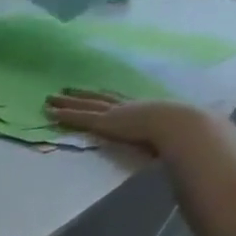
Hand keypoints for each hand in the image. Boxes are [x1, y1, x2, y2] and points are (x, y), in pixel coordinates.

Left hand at [46, 90, 201, 152]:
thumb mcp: (174, 132)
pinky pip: (79, 117)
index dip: (106, 97)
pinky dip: (64, 115)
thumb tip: (171, 144)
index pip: (121, 101)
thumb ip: (167, 137)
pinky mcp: (104, 122)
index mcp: (146, 109)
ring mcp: (114, 113)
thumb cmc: (185, 133)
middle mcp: (128, 107)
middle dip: (81, 95)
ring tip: (49, 98)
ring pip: (84, 105)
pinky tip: (50, 112)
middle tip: (65, 90)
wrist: (182, 126)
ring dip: (65, 102)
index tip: (96, 92)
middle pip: (98, 99)